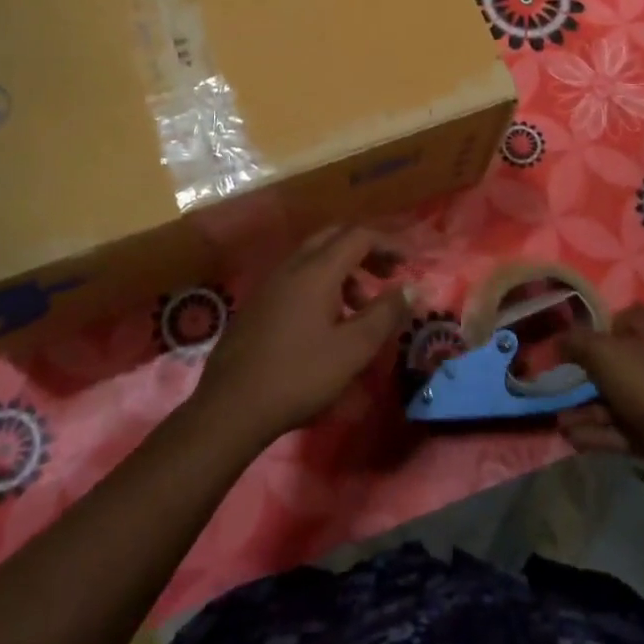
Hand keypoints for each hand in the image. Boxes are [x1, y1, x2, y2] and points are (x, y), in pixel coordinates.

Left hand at [192, 227, 410, 448]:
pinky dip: (322, 284)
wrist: (231, 406)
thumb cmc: (299, 375)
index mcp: (316, 270)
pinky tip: (327, 321)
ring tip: (361, 306)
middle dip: (365, 251)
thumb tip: (412, 288)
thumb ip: (385, 314)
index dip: (388, 244)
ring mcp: (270, 283)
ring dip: (343, 271)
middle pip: (334, 238)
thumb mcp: (352, 349)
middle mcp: (291, 266)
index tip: (409, 264)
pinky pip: (297, 277)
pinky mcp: (258, 303)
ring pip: (314, 258)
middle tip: (387, 275)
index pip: (358, 236)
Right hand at [558, 304, 643, 460]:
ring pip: (611, 398)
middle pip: (614, 361)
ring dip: (583, 409)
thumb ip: (575, 342)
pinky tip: (571, 436)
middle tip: (557, 381)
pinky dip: (595, 430)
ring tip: (558, 421)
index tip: (580, 334)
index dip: (606, 321)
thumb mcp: (602, 352)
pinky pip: (617, 426)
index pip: (630, 315)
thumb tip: (556, 340)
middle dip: (583, 374)